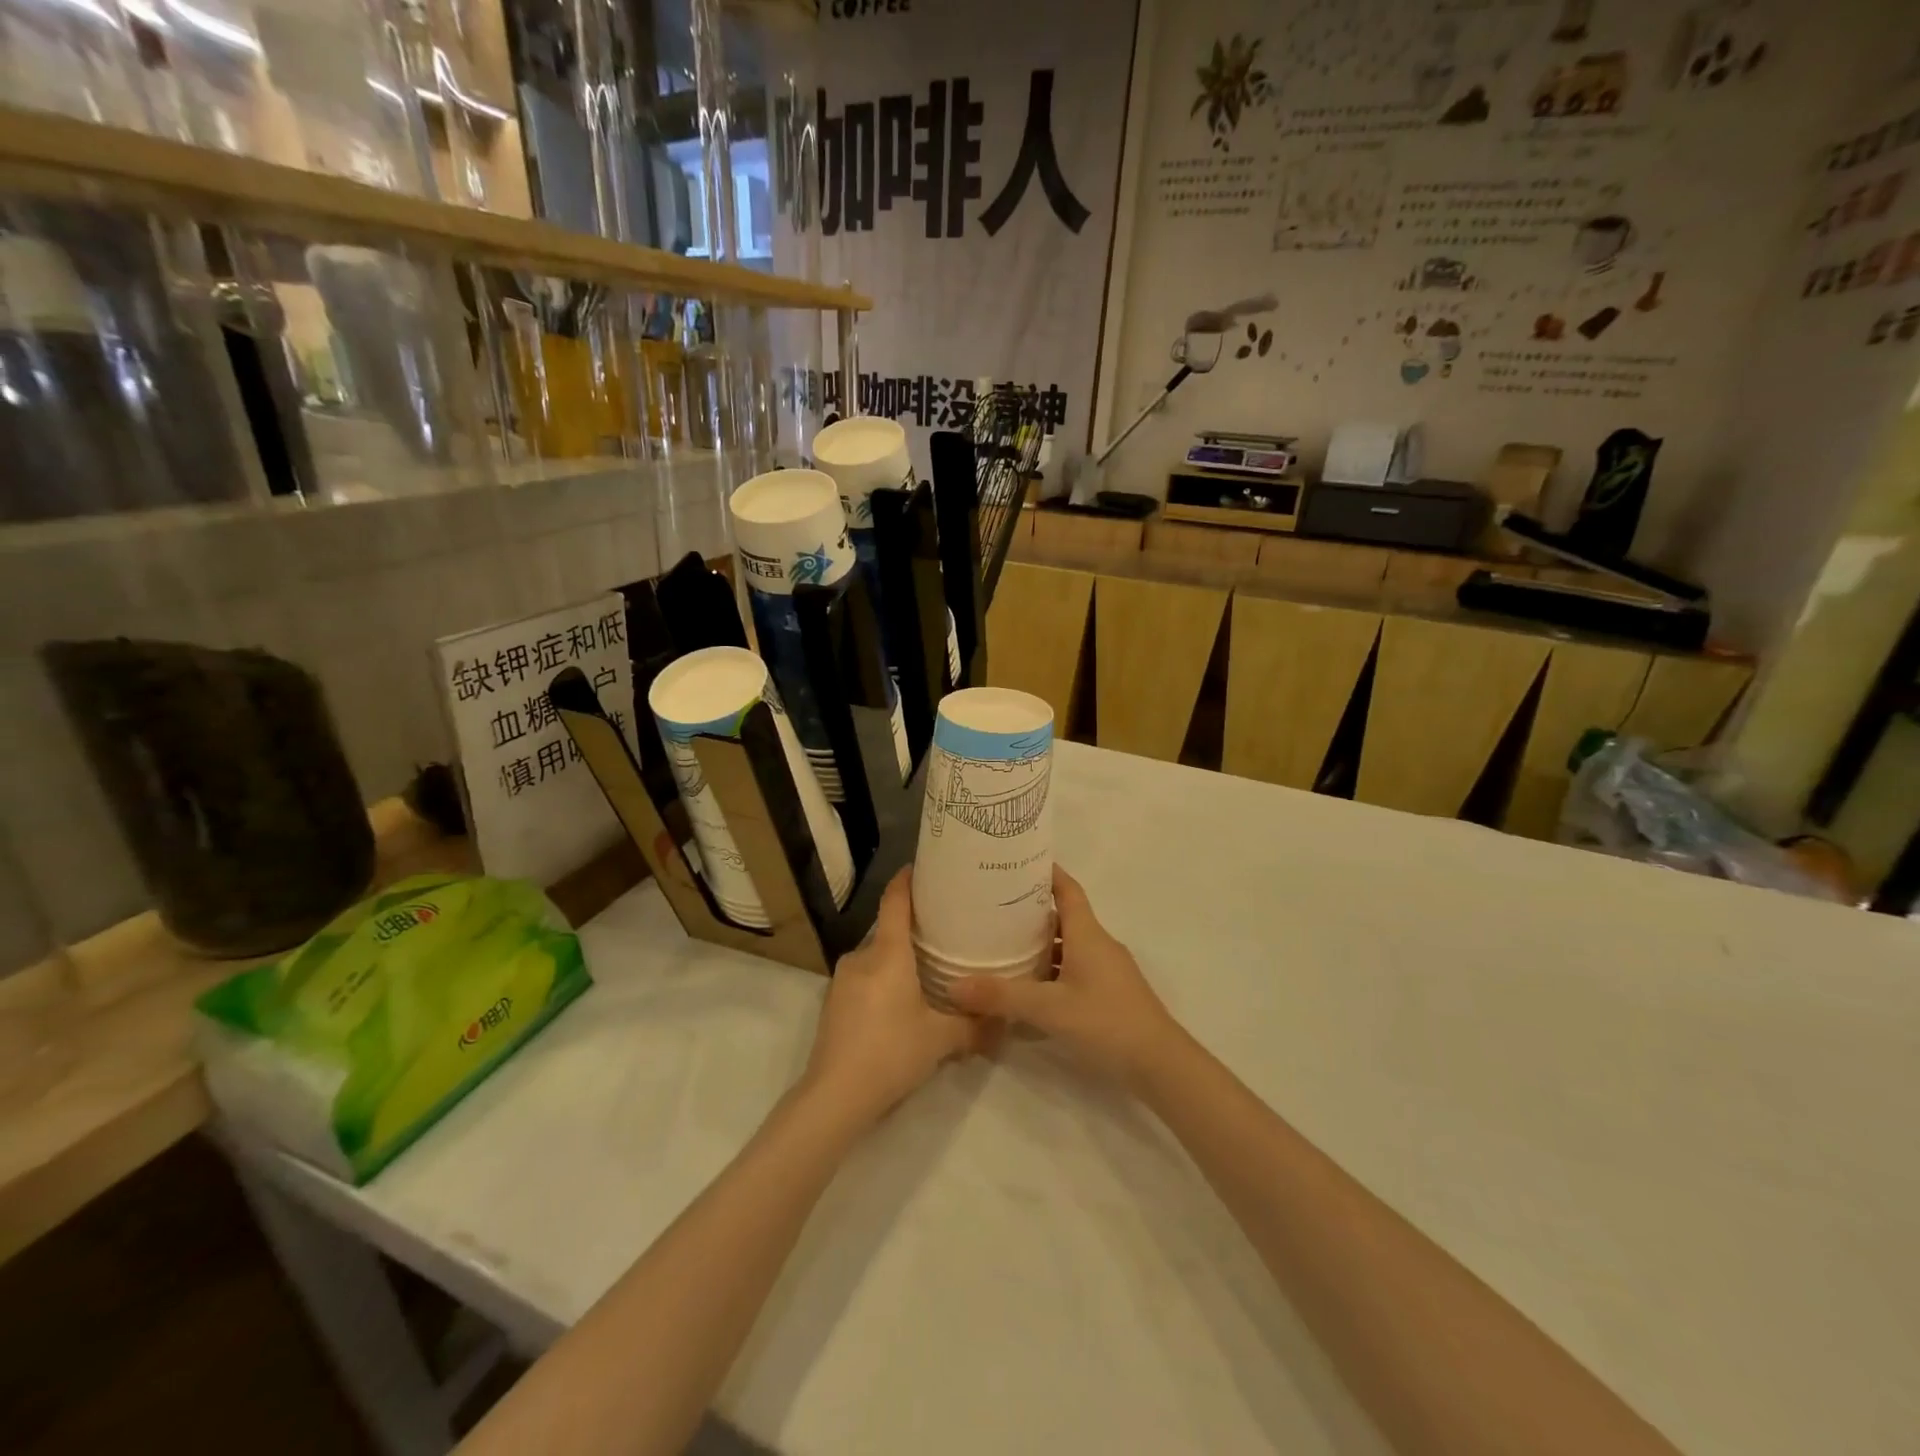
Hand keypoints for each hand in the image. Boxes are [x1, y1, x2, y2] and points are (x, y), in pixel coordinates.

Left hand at [800, 867, 984, 1126]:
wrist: (834, 1097)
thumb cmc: (891, 1053)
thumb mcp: (941, 1040)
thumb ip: (974, 1026)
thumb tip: (1005, 1022)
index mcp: (887, 954)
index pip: (895, 902)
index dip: (907, 880)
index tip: (922, 867)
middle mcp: (861, 957)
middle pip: (888, 930)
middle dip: (913, 930)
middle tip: (944, 934)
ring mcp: (842, 980)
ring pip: (876, 957)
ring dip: (897, 961)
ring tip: (926, 972)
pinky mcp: (832, 1003)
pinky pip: (864, 978)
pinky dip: (882, 981)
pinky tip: (899, 1005)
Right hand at [946, 866, 1178, 1087]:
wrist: (1160, 1064)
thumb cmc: (1106, 1022)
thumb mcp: (1049, 1009)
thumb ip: (1002, 996)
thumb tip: (954, 986)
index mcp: (1087, 934)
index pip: (1067, 889)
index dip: (1046, 872)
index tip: (1017, 862)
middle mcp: (1098, 944)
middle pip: (1064, 916)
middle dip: (1032, 910)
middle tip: (994, 907)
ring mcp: (1107, 970)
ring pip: (1069, 945)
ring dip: (1041, 943)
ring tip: (1004, 945)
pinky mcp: (1109, 993)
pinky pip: (1075, 968)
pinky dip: (1052, 969)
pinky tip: (1030, 986)